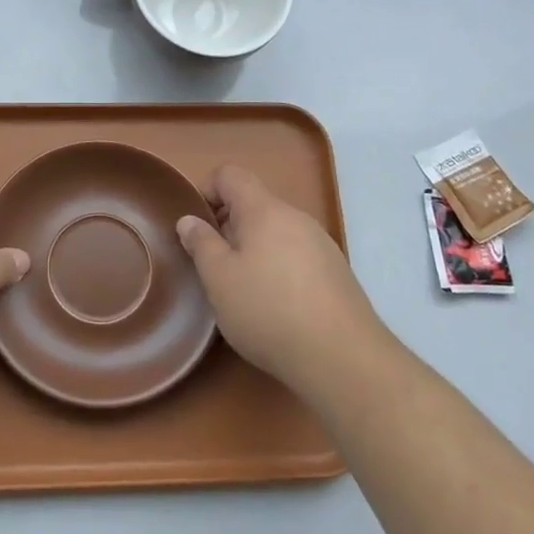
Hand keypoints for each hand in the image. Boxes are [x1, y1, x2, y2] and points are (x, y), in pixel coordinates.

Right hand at [175, 165, 377, 392]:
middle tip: (214, 265)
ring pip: (276, 231)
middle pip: (254, 204)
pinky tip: (276, 307)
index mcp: (264, 210)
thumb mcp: (219, 279)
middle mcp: (296, 217)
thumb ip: (201, 244)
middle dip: (228, 226)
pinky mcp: (336, 273)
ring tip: (243, 290)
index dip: (206, 190)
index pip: (230, 175)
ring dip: (253, 249)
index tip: (196, 227)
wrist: (343, 358)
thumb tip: (189, 220)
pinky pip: (296, 255)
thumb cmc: (268, 310)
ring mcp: (321, 244)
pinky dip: (278, 268)